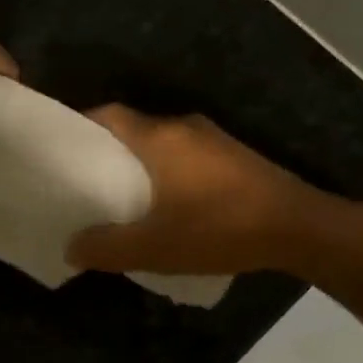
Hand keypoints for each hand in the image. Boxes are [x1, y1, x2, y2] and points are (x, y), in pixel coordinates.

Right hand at [67, 106, 358, 276]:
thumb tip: (71, 247)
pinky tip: (169, 203)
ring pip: (161, 142)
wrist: (300, 227)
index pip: (108, 115)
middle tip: (87, 180)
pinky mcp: (234, 156)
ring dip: (141, 162)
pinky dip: (168, 170)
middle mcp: (183, 126)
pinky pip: (186, 154)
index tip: (63, 151)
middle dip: (109, 150)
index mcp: (159, 136)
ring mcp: (213, 138)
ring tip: (124, 195)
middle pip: (133, 128)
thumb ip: (108, 247)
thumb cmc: (220, 227)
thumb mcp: (156, 247)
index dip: (81, 128)